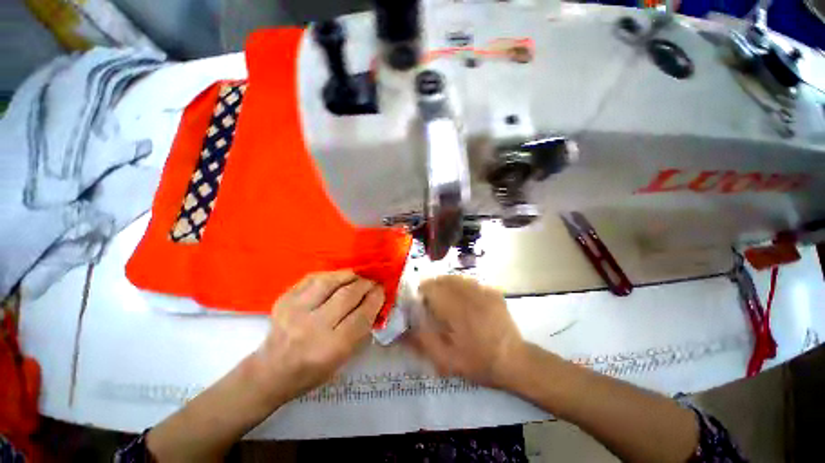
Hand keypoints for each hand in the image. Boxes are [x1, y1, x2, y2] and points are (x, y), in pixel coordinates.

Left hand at [253, 270, 384, 402]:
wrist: (270, 371)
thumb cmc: (313, 370)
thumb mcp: (343, 358)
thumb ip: (362, 328)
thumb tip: (375, 301)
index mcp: (330, 348)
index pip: (362, 316)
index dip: (376, 299)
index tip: (381, 291)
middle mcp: (312, 327)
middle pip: (348, 295)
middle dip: (366, 285)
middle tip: (372, 283)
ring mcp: (295, 310)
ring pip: (330, 281)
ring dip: (350, 276)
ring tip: (356, 278)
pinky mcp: (284, 299)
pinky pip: (314, 277)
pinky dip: (330, 275)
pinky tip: (337, 279)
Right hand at [408, 275, 524, 387]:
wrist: (515, 361)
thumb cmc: (479, 362)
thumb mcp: (447, 360)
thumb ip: (423, 342)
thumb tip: (403, 331)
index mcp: (456, 309)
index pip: (432, 287)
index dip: (422, 291)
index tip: (420, 302)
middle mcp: (469, 294)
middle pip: (443, 279)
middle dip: (433, 287)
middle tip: (432, 302)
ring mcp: (484, 290)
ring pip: (457, 277)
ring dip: (447, 285)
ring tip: (446, 299)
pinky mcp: (493, 291)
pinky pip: (471, 281)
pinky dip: (462, 286)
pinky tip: (464, 299)